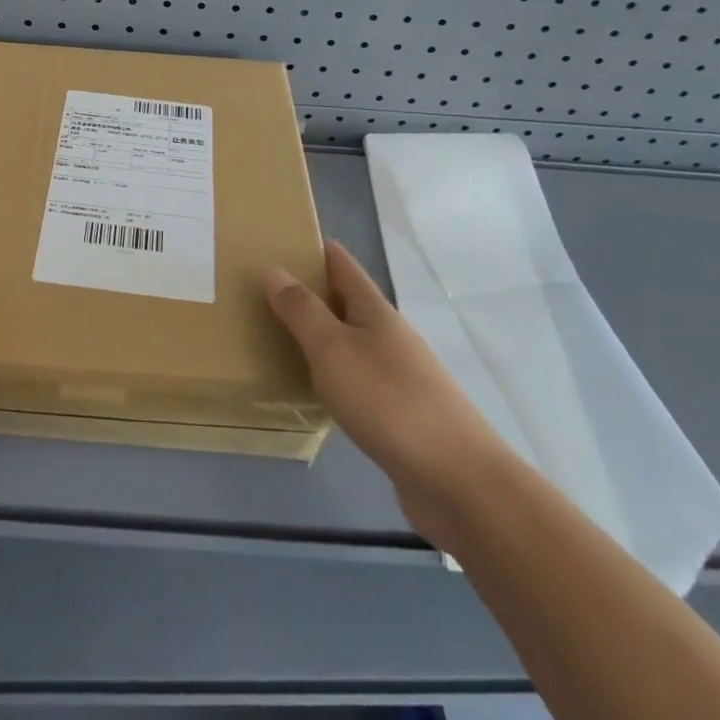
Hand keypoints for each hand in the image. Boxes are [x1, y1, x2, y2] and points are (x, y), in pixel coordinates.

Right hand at [263, 240, 515, 548]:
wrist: (457, 481)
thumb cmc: (389, 401)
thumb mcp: (333, 349)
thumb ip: (302, 311)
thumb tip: (274, 269)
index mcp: (375, 311)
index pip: (342, 264)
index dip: (314, 248)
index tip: (280, 239)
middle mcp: (389, 336)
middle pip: (346, 301)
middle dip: (310, 291)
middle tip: (262, 289)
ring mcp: (399, 376)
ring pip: (350, 341)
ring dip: (319, 334)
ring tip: (277, 335)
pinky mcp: (400, 415)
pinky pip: (356, 379)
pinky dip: (331, 373)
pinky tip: (313, 389)